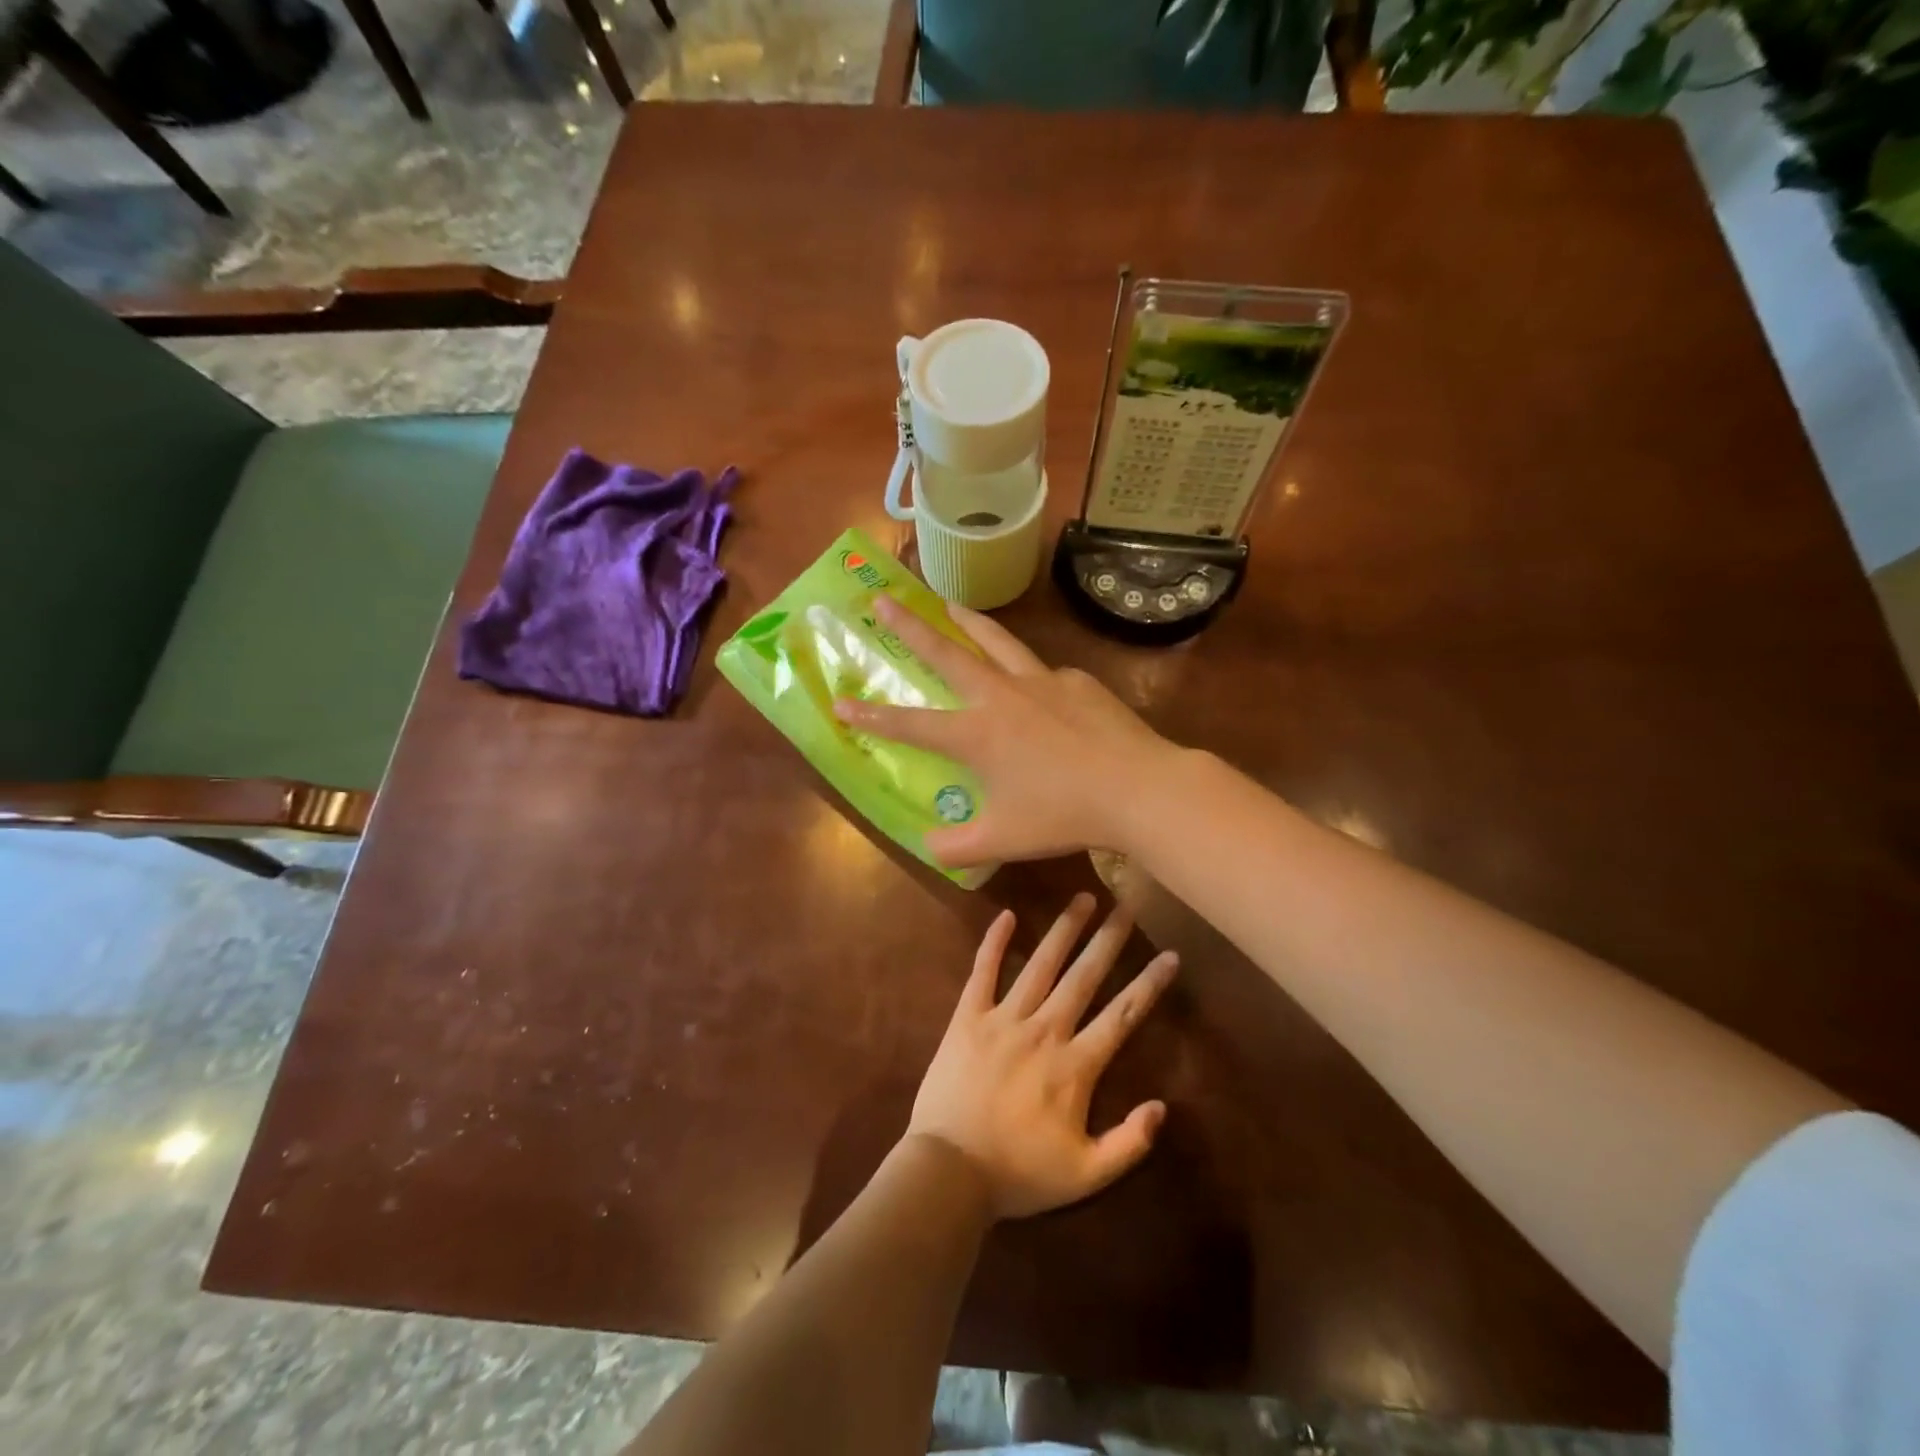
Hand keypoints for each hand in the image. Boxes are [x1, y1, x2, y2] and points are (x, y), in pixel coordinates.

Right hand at [834, 596, 1175, 865]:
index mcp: (976, 734)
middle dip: (909, 627)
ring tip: (948, 603)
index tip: (839, 701)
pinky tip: (1039, 688)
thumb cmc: (1064, 814)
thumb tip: (928, 846)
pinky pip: (1044, 674)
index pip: (910, 724)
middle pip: (947, 653)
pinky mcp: (1077, 681)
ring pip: (996, 641)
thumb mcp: (1002, 840)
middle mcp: (1001, 696)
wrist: (1137, 788)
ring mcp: (1041, 682)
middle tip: (884, 600)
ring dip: (967, 621)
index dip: (871, 715)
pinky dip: (1029, 673)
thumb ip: (957, 847)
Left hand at [907, 893, 1179, 1218]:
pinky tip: (1006, 915)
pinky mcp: (968, 1018)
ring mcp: (1003, 1020)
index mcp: (1075, 1067)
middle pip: (1083, 977)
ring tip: (1082, 898)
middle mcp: (1044, 1031)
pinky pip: (983, 972)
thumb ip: (1128, 1143)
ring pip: (1040, 965)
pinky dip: (994, 942)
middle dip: (1108, 940)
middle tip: (1127, 903)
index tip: (1169, 954)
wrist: (949, 1172)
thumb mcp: (1085, 1175)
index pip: (1121, 1016)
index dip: (1148, 984)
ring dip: (1063, 930)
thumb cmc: (1019, 1175)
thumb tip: (1162, 1106)